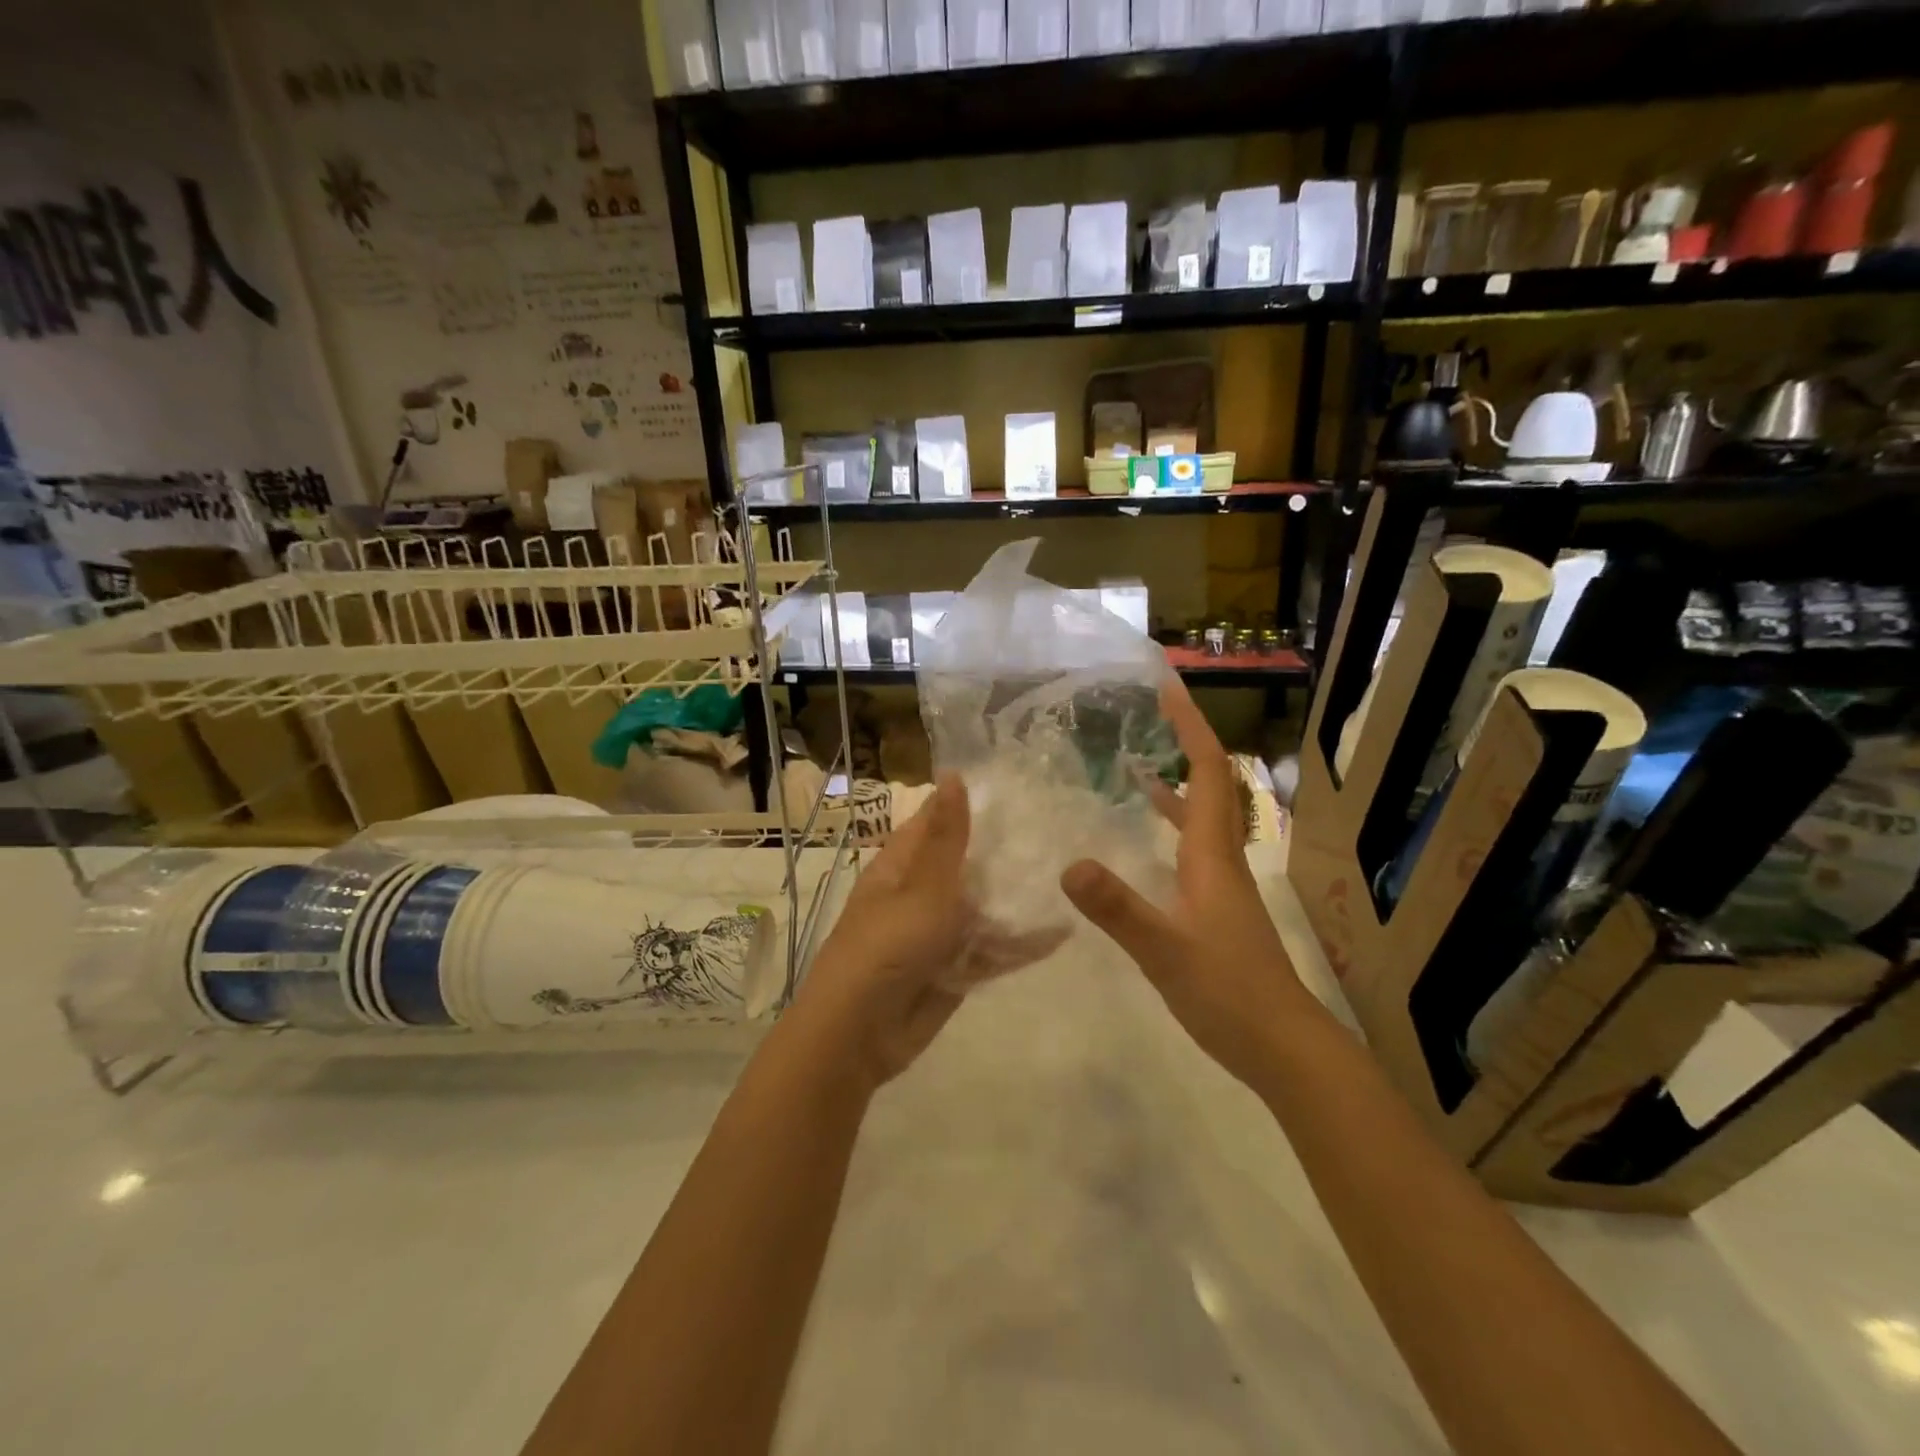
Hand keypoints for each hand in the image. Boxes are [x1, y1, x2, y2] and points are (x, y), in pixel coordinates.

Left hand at [792, 775, 1063, 1089]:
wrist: (859, 1036)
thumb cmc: (886, 949)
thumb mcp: (921, 888)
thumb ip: (946, 838)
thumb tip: (953, 775)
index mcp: (902, 867)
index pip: (938, 823)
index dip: (972, 807)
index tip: (1020, 791)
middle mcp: (921, 895)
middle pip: (968, 866)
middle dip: (1006, 855)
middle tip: (1061, 834)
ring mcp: (939, 934)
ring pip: (984, 909)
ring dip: (1017, 900)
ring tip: (1070, 878)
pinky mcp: (955, 970)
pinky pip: (992, 950)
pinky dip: (1020, 944)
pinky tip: (1060, 932)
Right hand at [1061, 678, 1319, 1089]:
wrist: (1282, 1046)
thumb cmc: (1228, 993)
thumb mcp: (1165, 951)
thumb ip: (1118, 909)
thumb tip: (1070, 864)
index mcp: (1212, 855)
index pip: (1206, 772)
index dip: (1190, 727)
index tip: (1168, 687)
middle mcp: (1221, 858)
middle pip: (1210, 783)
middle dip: (1185, 740)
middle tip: (1152, 710)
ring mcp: (1222, 882)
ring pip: (1203, 814)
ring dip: (1178, 779)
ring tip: (1138, 759)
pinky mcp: (1217, 906)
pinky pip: (1193, 845)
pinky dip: (1172, 823)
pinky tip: (1148, 835)